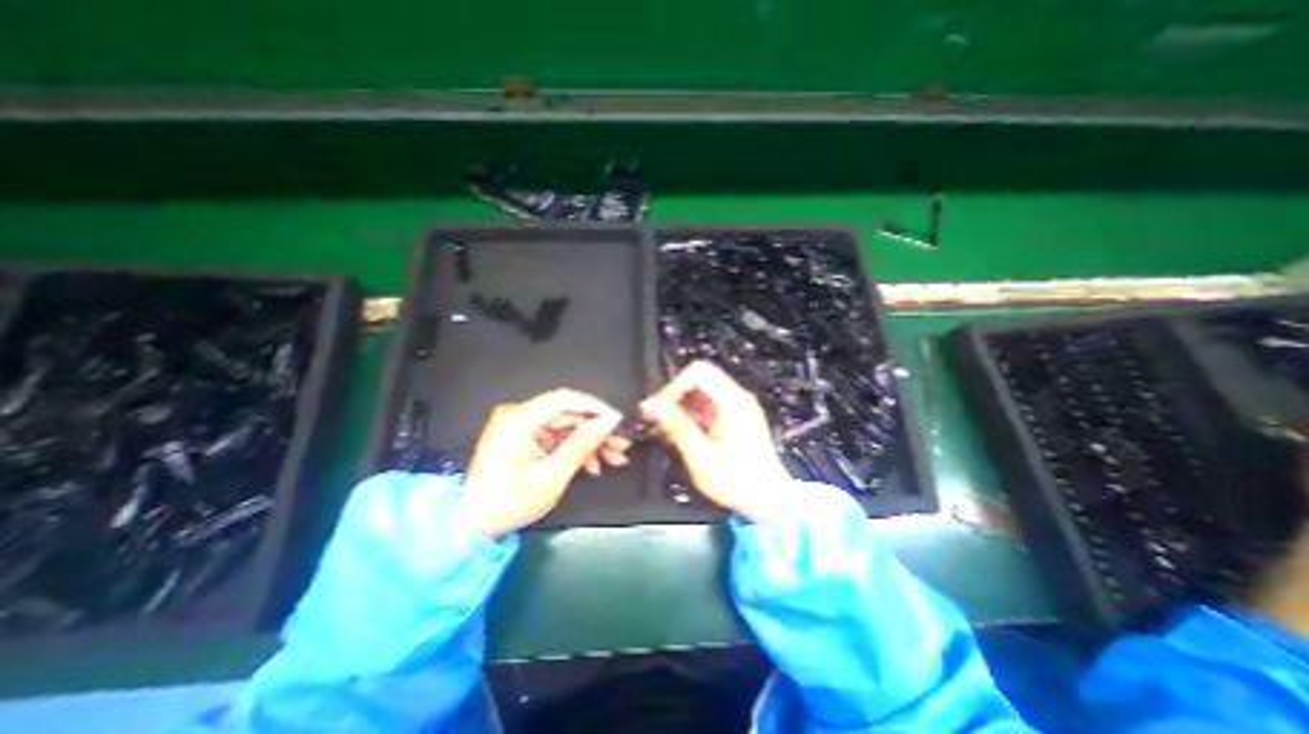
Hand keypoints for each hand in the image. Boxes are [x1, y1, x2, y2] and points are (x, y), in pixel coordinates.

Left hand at [458, 390, 627, 538]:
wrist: (472, 525)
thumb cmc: (508, 503)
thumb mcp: (552, 476)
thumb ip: (582, 444)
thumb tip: (607, 422)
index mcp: (519, 420)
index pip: (566, 399)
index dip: (596, 408)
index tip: (617, 421)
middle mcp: (518, 415)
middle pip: (568, 414)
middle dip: (597, 430)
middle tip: (620, 446)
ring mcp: (519, 425)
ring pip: (565, 425)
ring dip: (589, 441)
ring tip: (613, 458)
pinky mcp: (522, 436)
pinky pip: (555, 436)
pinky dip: (573, 448)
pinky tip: (591, 464)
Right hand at [642, 362, 792, 522]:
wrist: (768, 500)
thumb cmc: (739, 481)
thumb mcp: (701, 456)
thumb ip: (676, 426)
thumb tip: (652, 407)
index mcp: (732, 402)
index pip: (698, 373)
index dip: (674, 387)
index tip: (659, 408)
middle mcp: (737, 398)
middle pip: (698, 379)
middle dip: (674, 396)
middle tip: (657, 418)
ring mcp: (737, 407)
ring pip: (700, 392)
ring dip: (680, 406)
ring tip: (664, 428)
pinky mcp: (734, 418)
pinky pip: (707, 406)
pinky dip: (690, 415)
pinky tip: (679, 433)